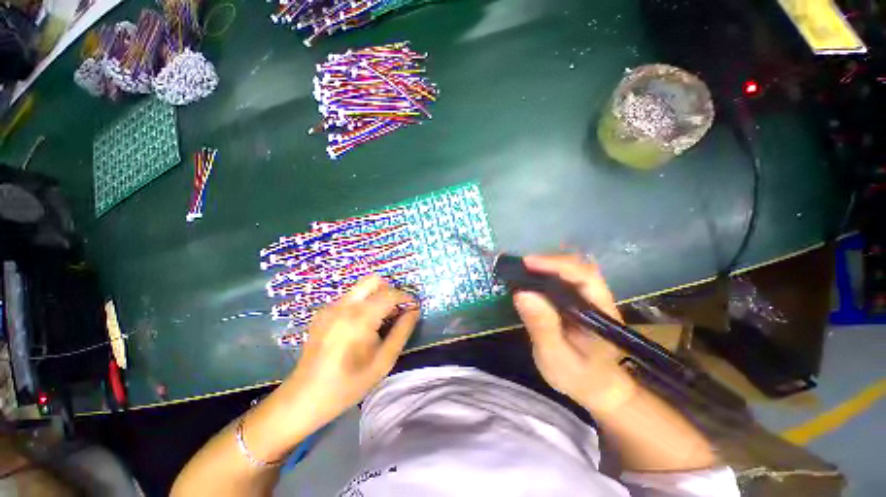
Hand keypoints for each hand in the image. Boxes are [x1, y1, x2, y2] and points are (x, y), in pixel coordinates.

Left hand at [290, 275, 418, 420]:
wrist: (305, 397)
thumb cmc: (349, 383)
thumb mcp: (384, 361)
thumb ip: (402, 331)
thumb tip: (414, 311)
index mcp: (360, 317)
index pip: (390, 294)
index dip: (405, 298)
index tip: (413, 308)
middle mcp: (344, 305)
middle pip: (373, 280)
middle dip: (389, 291)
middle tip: (395, 311)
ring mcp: (330, 307)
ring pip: (361, 288)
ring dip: (376, 297)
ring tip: (380, 321)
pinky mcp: (323, 312)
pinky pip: (349, 298)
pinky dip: (362, 303)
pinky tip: (361, 326)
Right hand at [514, 254, 635, 411]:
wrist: (597, 387)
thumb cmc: (579, 376)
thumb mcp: (556, 357)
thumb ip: (542, 327)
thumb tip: (522, 293)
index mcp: (600, 311)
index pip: (583, 275)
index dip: (555, 265)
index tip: (527, 263)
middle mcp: (597, 298)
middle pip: (577, 266)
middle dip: (547, 261)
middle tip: (519, 267)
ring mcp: (588, 297)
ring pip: (570, 269)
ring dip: (545, 265)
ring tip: (521, 271)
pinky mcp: (577, 299)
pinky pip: (562, 278)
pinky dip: (544, 274)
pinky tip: (529, 278)